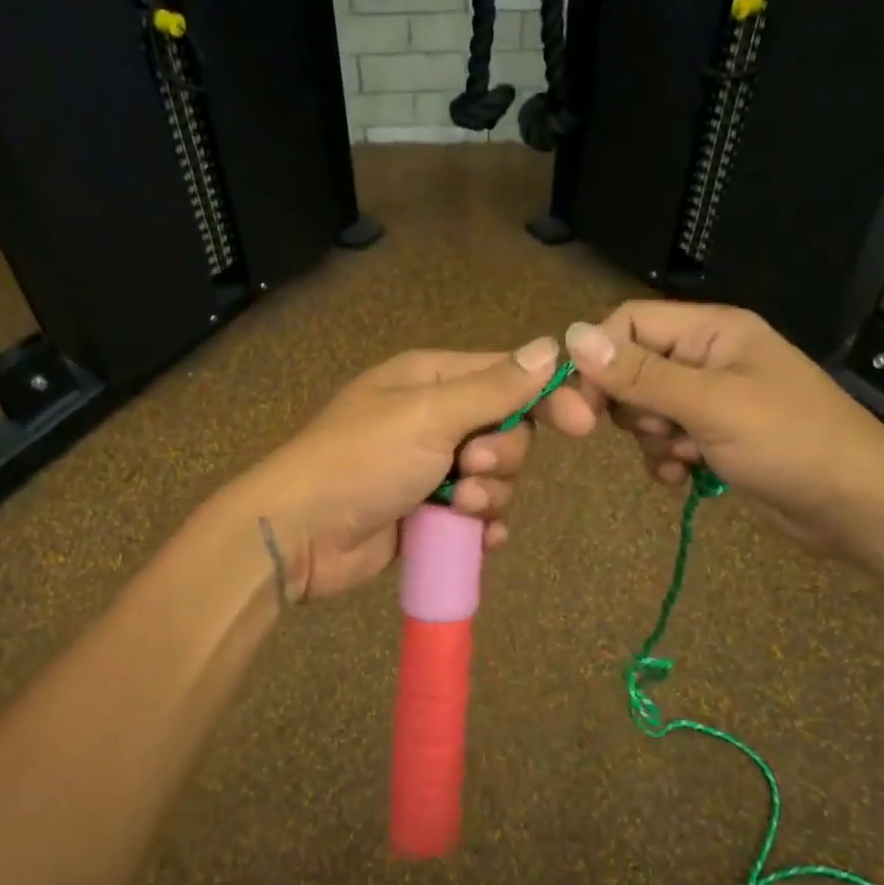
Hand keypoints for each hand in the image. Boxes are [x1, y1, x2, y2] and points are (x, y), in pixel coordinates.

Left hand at [238, 336, 597, 601]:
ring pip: (497, 477)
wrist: (301, 533)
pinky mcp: (429, 513)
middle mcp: (436, 418)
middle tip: (470, 468)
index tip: (582, 424)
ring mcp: (432, 468)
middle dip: (502, 456)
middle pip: (508, 431)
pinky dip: (483, 527)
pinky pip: (479, 516)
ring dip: (489, 495)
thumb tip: (549, 346)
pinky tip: (477, 539)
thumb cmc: (362, 459)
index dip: (548, 396)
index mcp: (432, 379)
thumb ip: (493, 388)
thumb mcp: (429, 414)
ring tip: (456, 507)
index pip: (509, 376)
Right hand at [563, 303, 883, 559]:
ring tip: (685, 457)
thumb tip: (571, 336)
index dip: (600, 359)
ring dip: (652, 440)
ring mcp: (712, 400)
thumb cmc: (790, 442)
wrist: (859, 508)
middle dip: (633, 408)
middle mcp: (708, 358)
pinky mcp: (716, 438)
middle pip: (632, 369)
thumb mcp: (710, 405)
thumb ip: (640, 374)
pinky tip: (686, 478)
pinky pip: (666, 441)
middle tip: (659, 432)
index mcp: (712, 331)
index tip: (582, 404)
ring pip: (645, 411)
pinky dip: (667, 460)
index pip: (629, 324)